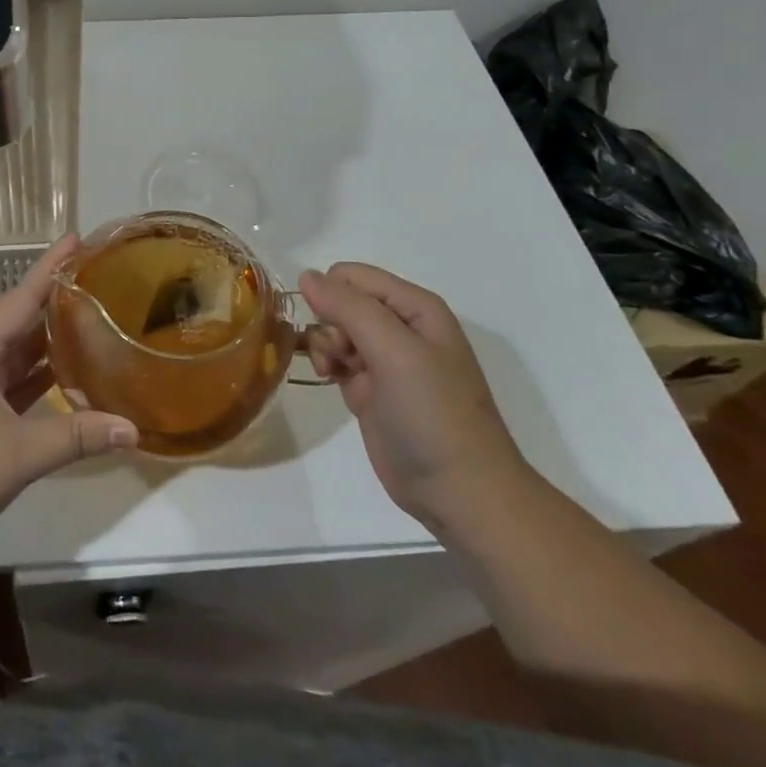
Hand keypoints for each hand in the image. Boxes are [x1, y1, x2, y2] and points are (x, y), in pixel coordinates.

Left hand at [0, 237, 137, 558]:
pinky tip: (63, 375)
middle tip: (97, 280)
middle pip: (18, 318)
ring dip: (46, 338)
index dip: (50, 266)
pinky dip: (35, 374)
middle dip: (54, 299)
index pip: (20, 296)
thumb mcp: (20, 453)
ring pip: (12, 351)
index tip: (76, 237)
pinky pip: (7, 379)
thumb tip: (133, 429)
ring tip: (89, 319)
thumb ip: (77, 436)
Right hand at [298, 262, 534, 532]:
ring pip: (332, 328)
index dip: (332, 296)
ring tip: (333, 373)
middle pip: (340, 301)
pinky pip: (335, 357)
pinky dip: (326, 364)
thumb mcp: (395, 351)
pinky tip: (330, 381)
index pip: (352, 276)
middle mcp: (399, 326)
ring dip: (324, 346)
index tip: (334, 331)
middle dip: (329, 324)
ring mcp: (384, 358)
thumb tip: (305, 275)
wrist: (459, 491)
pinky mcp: (369, 387)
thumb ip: (349, 307)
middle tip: (340, 357)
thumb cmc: (433, 413)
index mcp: (415, 307)